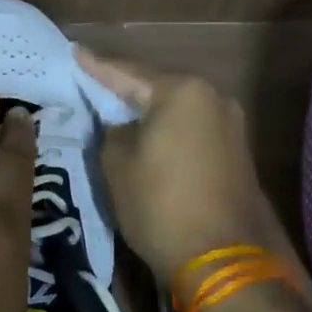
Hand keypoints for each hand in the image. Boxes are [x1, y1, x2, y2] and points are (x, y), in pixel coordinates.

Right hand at [75, 46, 280, 288]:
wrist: (222, 260)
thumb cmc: (160, 204)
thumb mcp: (117, 164)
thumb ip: (113, 132)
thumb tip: (125, 128)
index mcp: (182, 91)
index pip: (127, 73)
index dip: (96, 66)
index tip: (75, 51)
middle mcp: (212, 97)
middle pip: (157, 86)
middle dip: (125, 87)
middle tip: (94, 79)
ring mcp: (230, 124)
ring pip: (176, 108)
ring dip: (149, 110)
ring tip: (117, 106)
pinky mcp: (236, 150)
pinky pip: (191, 128)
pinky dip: (168, 129)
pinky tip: (148, 133)